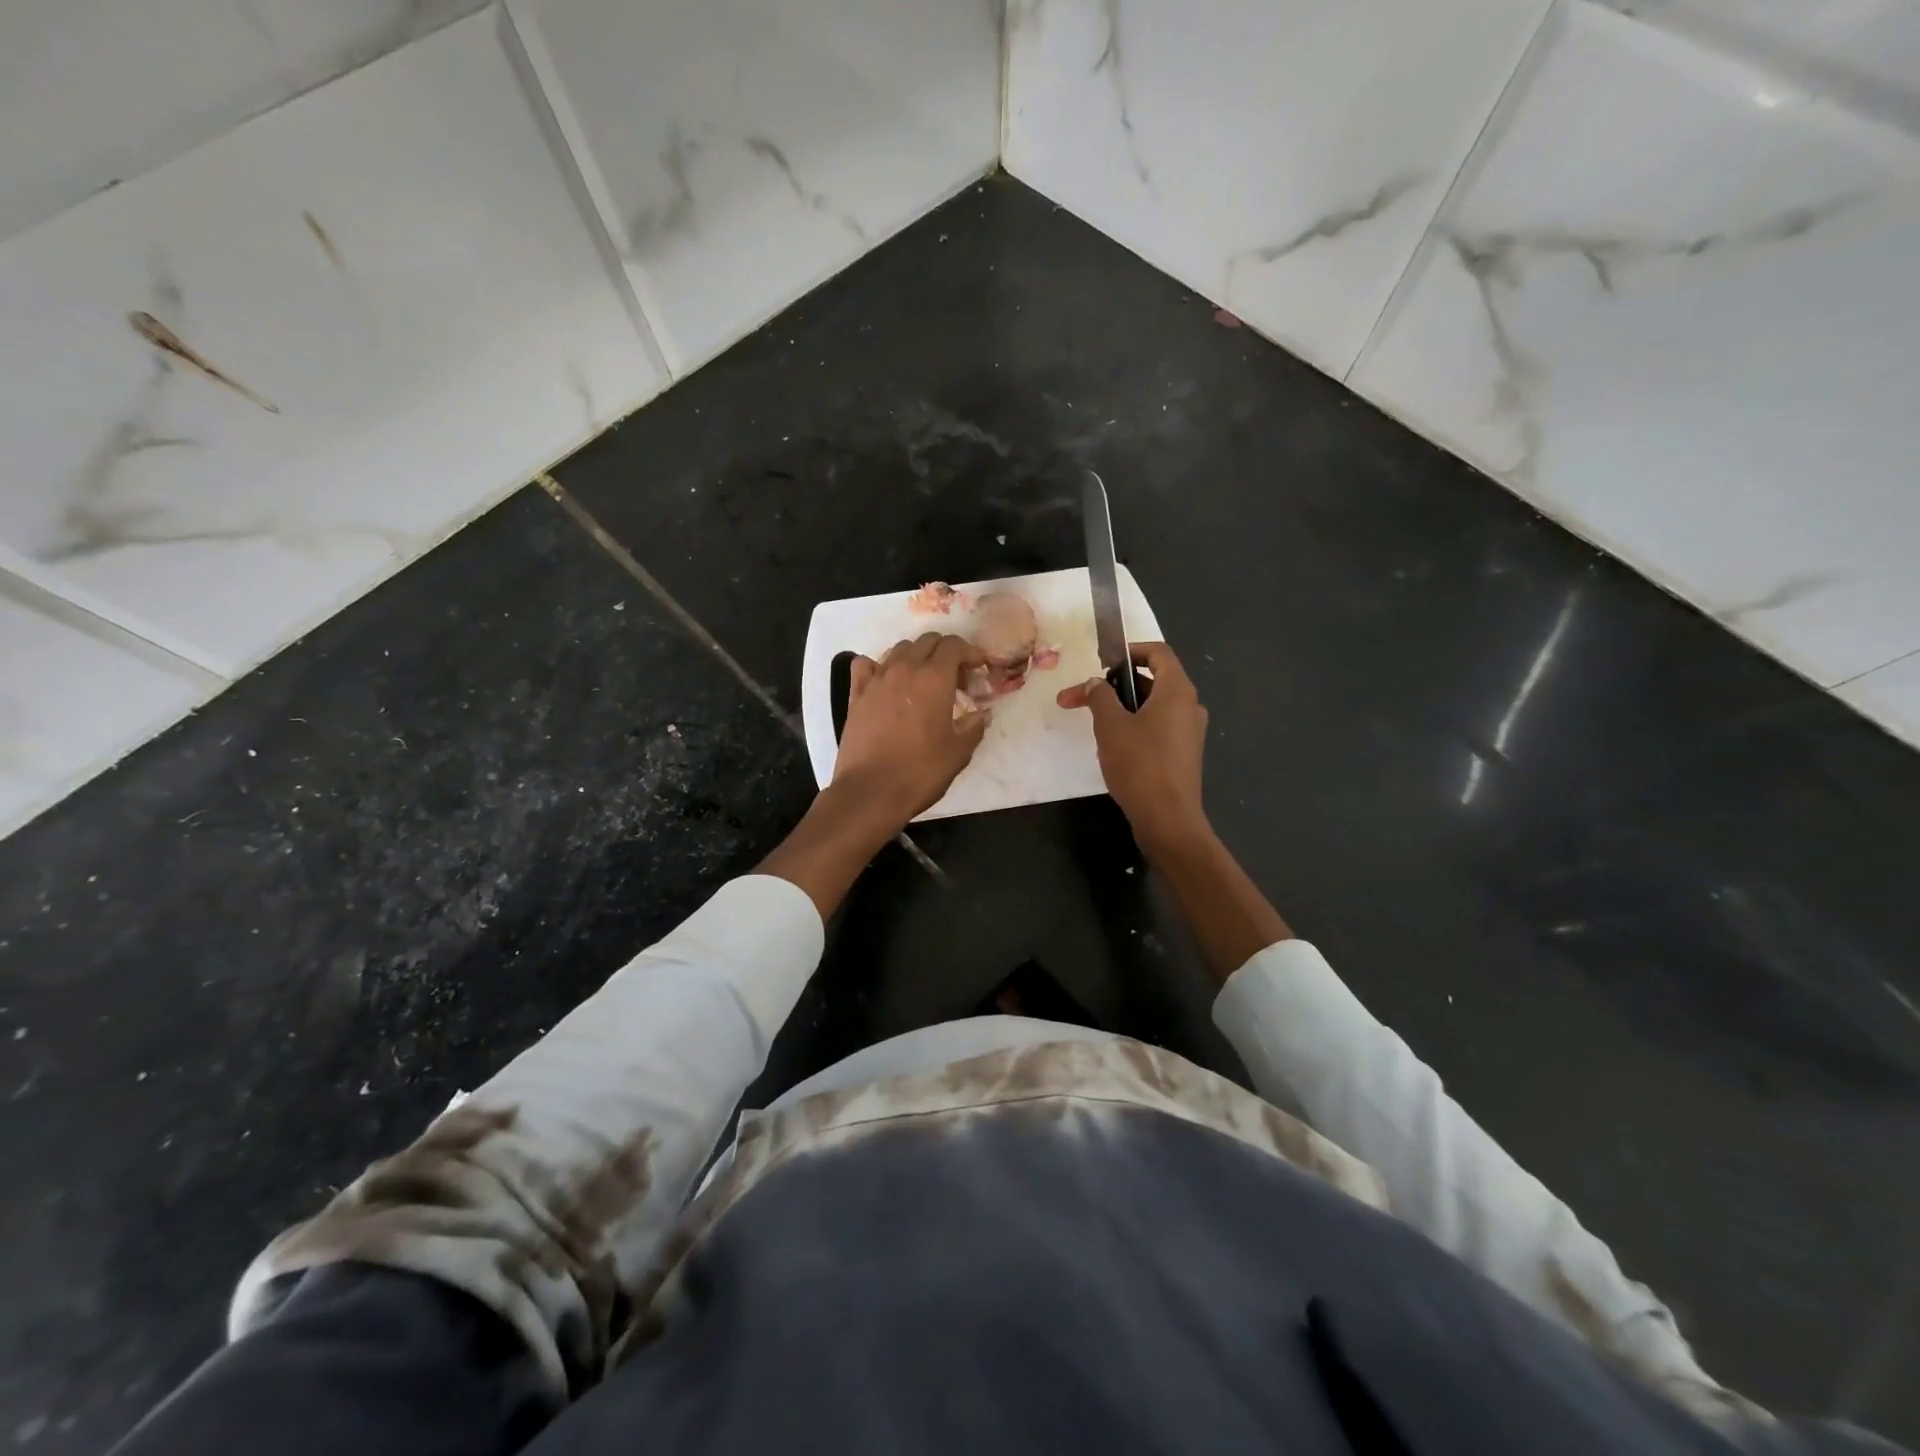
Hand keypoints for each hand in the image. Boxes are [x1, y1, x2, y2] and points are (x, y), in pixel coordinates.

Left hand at [834, 633, 990, 826]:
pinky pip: (867, 665)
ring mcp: (877, 679)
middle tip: (955, 679)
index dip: (971, 652)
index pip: (955, 646)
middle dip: (946, 652)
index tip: (979, 668)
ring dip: (917, 657)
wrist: (870, 792)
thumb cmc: (920, 772)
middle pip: (928, 641)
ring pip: (899, 649)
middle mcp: (904, 669)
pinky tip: (887, 683)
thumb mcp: (959, 752)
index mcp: (934, 678)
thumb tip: (981, 712)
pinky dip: (880, 666)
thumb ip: (974, 726)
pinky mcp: (856, 694)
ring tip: (924, 681)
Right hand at [1057, 642, 1209, 855]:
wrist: (1167, 819)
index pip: (1158, 653)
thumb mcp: (1111, 726)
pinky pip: (1158, 727)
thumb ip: (1100, 697)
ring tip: (1093, 720)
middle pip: (1154, 679)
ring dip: (1123, 706)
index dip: (1130, 651)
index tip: (1103, 662)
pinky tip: (1113, 744)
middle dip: (1116, 684)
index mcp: (1177, 691)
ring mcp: (1189, 732)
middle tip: (1086, 695)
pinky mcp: (1183, 754)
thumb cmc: (1139, 765)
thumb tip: (1096, 683)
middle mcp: (1189, 706)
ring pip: (1154, 706)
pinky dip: (1136, 725)